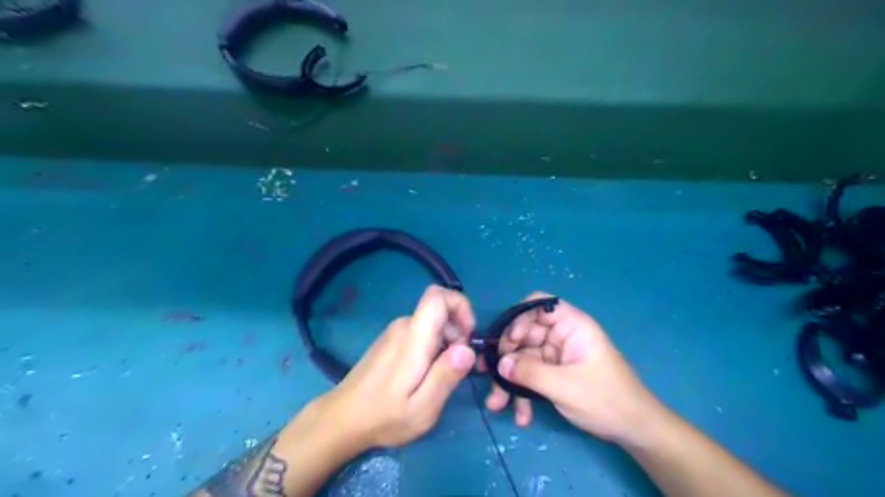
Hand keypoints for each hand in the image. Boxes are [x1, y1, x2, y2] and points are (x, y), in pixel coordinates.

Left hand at [319, 283, 476, 450]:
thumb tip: (468, 349)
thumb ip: (446, 376)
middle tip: (455, 368)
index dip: (460, 305)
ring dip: (445, 343)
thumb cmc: (383, 416)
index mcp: (413, 337)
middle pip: (439, 311)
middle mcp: (403, 326)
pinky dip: (432, 346)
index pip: (438, 295)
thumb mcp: (423, 407)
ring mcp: (395, 332)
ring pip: (432, 324)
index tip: (468, 336)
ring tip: (439, 377)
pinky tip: (424, 375)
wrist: (342, 418)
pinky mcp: (390, 340)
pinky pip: (420, 332)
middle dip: (457, 334)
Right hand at [486, 289, 659, 443]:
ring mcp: (556, 355)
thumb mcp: (565, 386)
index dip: (518, 317)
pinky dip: (522, 393)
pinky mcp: (554, 374)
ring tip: (497, 404)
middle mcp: (561, 335)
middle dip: (506, 358)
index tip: (508, 341)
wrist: (634, 430)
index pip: (538, 305)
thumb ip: (529, 372)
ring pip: (523, 359)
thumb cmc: (606, 399)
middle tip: (488, 376)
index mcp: (571, 325)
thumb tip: (499, 364)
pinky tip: (520, 415)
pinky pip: (531, 376)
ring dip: (509, 381)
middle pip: (524, 334)